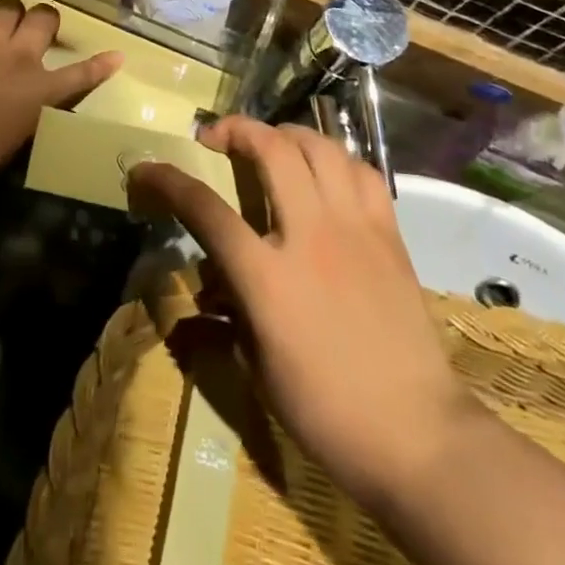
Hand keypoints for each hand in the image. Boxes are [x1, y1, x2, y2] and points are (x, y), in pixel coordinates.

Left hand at [0, 0, 120, 198]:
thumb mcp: (16, 143)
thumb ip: (28, 117)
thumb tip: (28, 109)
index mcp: (39, 92)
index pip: (80, 75)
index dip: (101, 65)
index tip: (116, 54)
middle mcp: (18, 58)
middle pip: (43, 19)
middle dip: (44, 19)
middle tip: (37, 26)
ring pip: (8, 6)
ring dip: (8, 14)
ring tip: (0, 22)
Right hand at [128, 118, 471, 507]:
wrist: (417, 434)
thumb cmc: (325, 410)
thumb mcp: (257, 367)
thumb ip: (231, 309)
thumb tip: (215, 280)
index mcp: (267, 278)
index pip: (205, 210)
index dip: (168, 181)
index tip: (147, 168)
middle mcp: (310, 237)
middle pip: (272, 150)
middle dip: (237, 129)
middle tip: (218, 137)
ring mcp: (355, 229)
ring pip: (321, 148)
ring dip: (286, 133)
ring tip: (271, 143)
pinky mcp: (389, 235)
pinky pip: (362, 172)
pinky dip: (336, 159)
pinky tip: (325, 173)